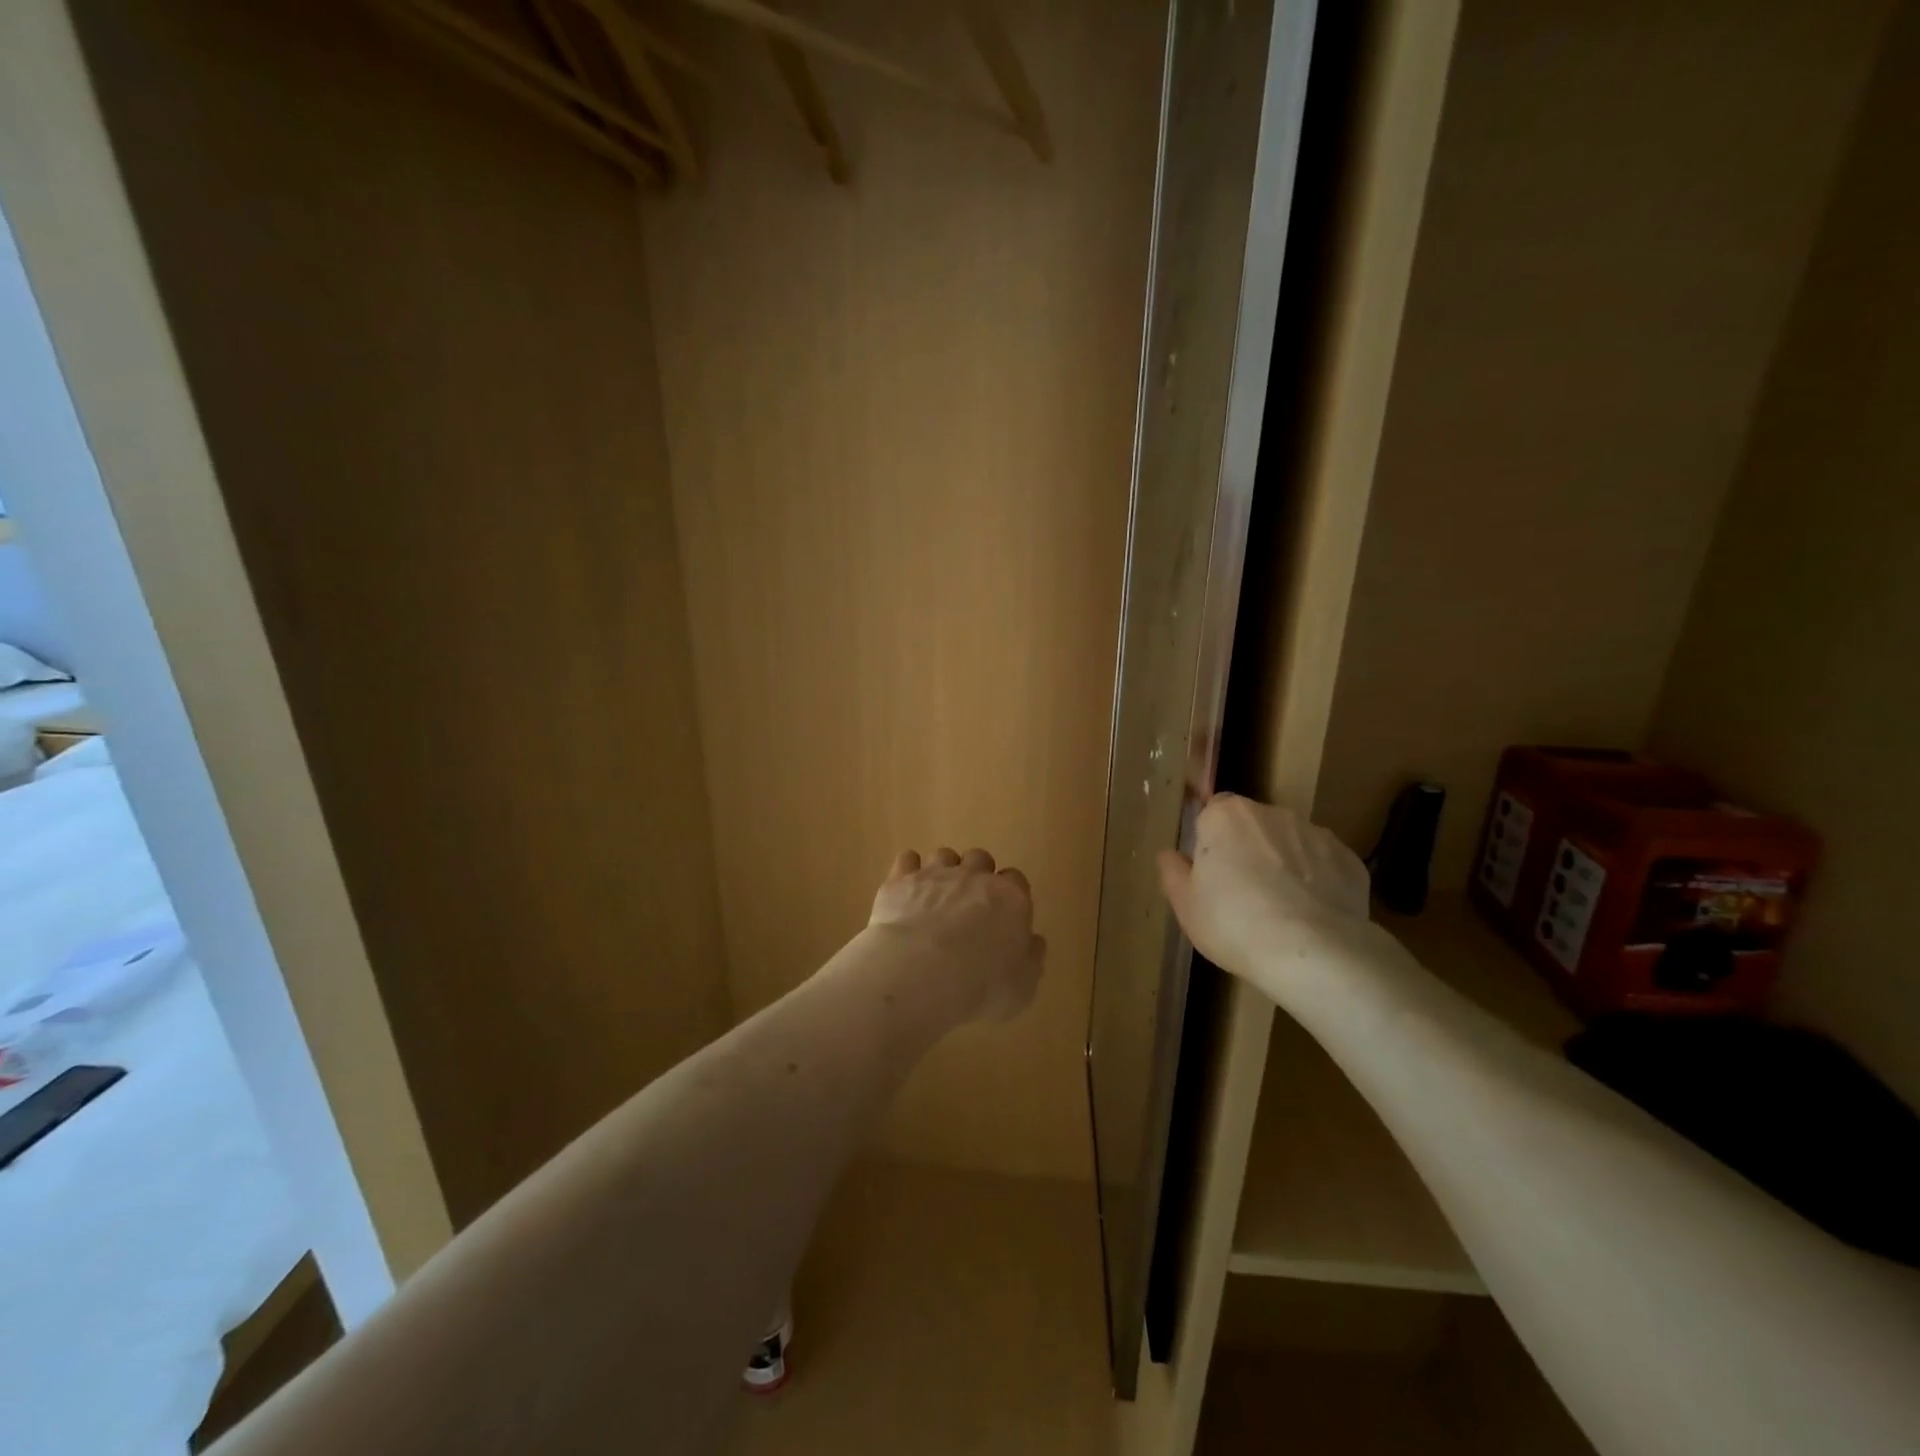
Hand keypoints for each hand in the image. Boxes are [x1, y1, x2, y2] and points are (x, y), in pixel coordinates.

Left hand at [869, 847, 1045, 1023]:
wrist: (918, 974)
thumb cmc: (979, 986)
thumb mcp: (1021, 988)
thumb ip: (1031, 960)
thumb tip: (1033, 942)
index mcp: (1010, 898)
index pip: (1016, 881)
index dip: (1009, 896)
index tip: (1003, 916)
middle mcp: (974, 876)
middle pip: (980, 859)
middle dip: (976, 876)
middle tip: (968, 905)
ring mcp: (935, 874)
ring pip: (944, 855)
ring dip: (943, 871)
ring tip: (935, 898)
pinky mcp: (901, 880)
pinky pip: (907, 859)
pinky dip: (908, 870)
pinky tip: (905, 890)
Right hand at [1157, 794, 1372, 982]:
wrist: (1313, 952)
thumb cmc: (1233, 923)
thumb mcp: (1185, 905)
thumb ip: (1173, 873)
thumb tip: (1170, 856)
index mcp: (1225, 816)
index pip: (1212, 812)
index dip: (1210, 841)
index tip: (1210, 873)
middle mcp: (1270, 813)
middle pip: (1252, 825)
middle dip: (1248, 848)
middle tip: (1242, 893)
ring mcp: (1314, 833)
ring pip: (1290, 843)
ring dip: (1283, 863)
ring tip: (1281, 910)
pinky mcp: (1349, 859)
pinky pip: (1323, 865)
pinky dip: (1317, 882)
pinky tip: (1311, 916)